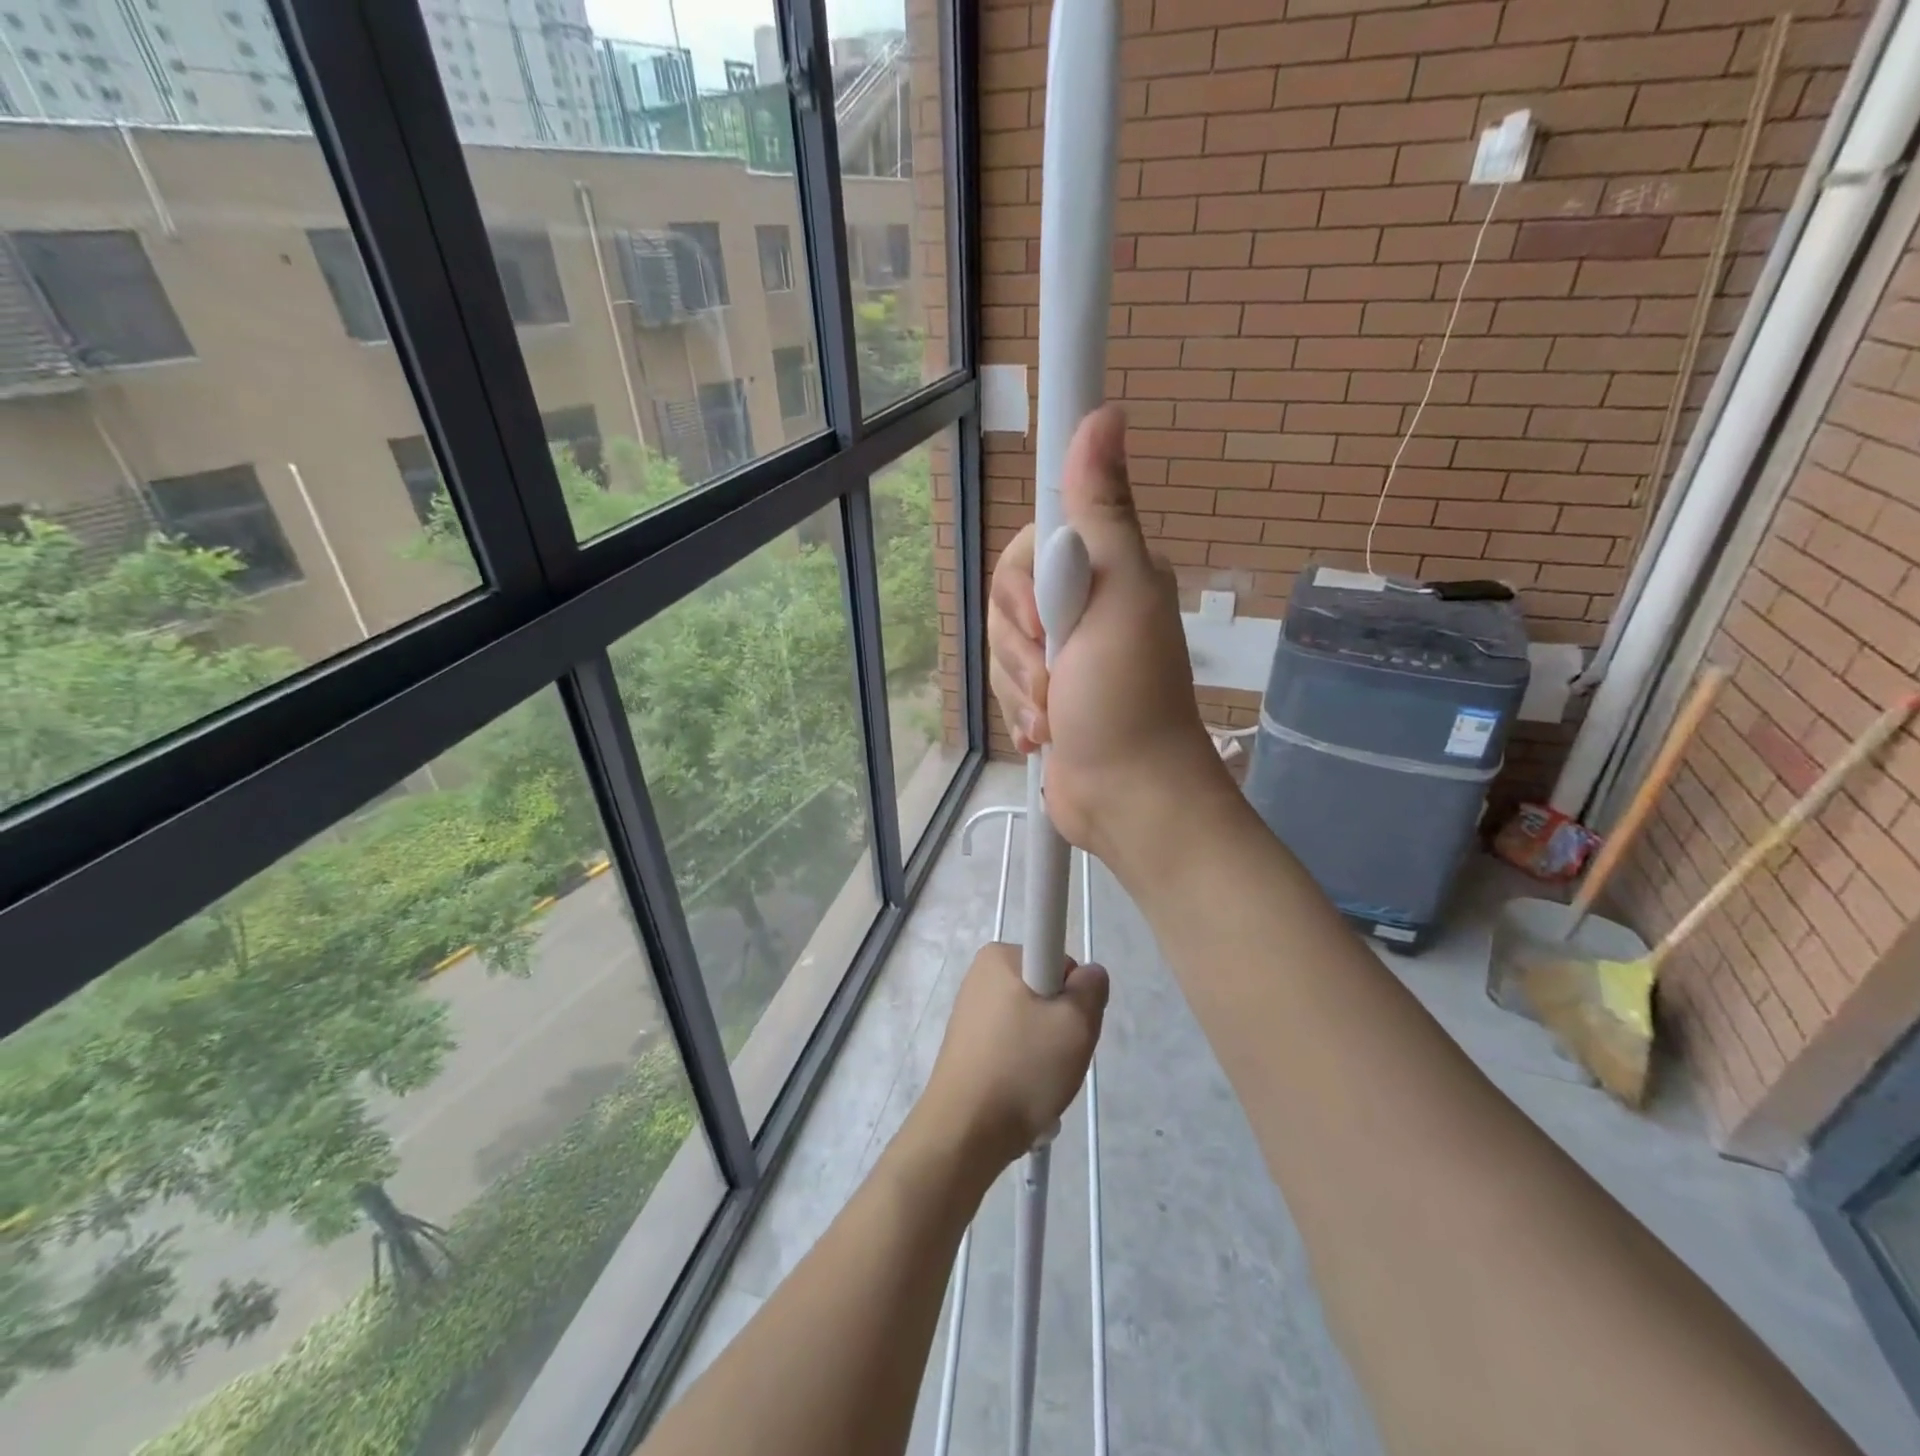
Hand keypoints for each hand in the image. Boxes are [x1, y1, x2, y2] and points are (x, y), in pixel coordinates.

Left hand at [917, 943, 1107, 1171]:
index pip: (1058, 959)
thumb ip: (1092, 987)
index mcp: (999, 957)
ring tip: (1041, 1082)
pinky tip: (1024, 1094)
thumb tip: (1088, 974)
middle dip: (1061, 1024)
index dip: (1074, 992)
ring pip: (1031, 1023)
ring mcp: (971, 1012)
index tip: (1070, 1023)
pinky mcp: (967, 1045)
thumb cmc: (1022, 1067)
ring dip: (1046, 1052)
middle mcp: (980, 976)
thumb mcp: (1076, 1023)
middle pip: (1046, 991)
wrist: (965, 1133)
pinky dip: (1025, 1067)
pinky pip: (1012, 1046)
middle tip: (1060, 1057)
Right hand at [987, 405, 1232, 871]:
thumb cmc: (1128, 696)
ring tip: (1054, 715)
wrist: (1126, 797)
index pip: (1031, 541)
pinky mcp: (1045, 693)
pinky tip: (1044, 733)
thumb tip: (1106, 414)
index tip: (1043, 620)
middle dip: (1020, 646)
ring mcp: (1063, 653)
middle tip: (1056, 676)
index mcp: (1104, 569)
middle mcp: (1083, 604)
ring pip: (1001, 645)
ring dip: (1020, 686)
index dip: (1023, 583)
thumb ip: (1101, 511)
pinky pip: (1005, 683)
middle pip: (1007, 597)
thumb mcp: (1118, 594)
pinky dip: (1019, 710)